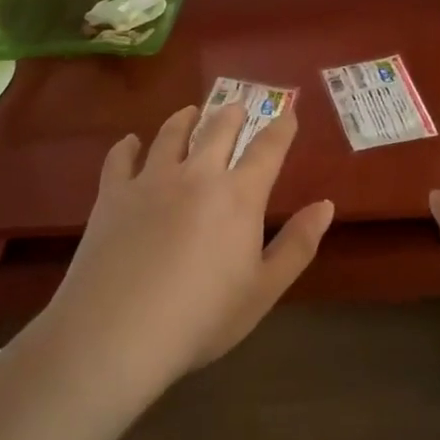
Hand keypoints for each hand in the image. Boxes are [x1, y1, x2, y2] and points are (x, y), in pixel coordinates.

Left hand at [38, 103, 334, 398]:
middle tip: (238, 107)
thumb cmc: (201, 318)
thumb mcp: (262, 290)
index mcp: (238, 195)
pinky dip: (127, 146)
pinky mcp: (113, 193)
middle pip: (218, 129)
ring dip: (184, 119)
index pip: (267, 149)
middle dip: (233, 114)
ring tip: (190, 112)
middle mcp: (197, 174)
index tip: (289, 114)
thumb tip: (326, 205)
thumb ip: (297, 245)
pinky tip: (130, 142)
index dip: (281, 129)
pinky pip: (121, 158)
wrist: (117, 332)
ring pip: (171, 134)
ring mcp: (151, 179)